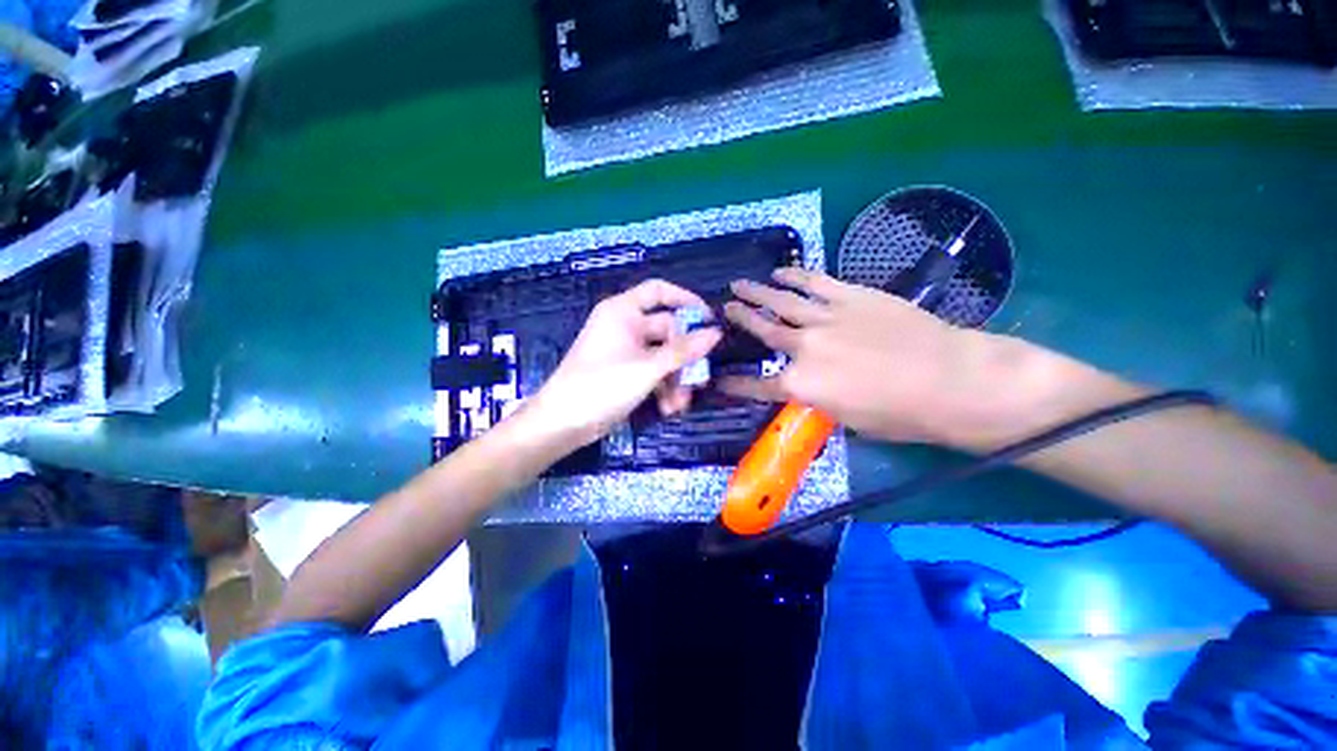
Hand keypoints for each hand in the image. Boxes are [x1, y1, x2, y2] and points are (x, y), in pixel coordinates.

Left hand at [523, 279, 721, 448]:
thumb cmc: (602, 385)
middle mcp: (625, 326)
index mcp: (623, 311)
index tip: (709, 319)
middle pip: (667, 331)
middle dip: (684, 358)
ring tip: (679, 404)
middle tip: (699, 379)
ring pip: (662, 356)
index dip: (685, 300)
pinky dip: (662, 387)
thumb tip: (716, 332)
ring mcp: (625, 351)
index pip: (659, 291)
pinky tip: (668, 409)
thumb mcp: (648, 368)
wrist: (562, 423)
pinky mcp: (625, 373)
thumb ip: (684, 350)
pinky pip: (652, 372)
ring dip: (675, 379)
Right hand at [720, 268, 1025, 447]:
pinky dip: (794, 275)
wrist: (949, 380)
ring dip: (757, 292)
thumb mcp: (847, 419)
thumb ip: (817, 398)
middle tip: (724, 308)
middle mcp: (804, 348)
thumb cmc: (899, 414)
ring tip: (739, 285)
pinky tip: (781, 271)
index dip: (734, 384)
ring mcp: (826, 318)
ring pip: (781, 301)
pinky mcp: (850, 296)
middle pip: (763, 330)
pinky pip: (814, 282)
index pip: (756, 386)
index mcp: (801, 385)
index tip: (718, 379)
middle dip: (740, 319)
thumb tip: (808, 386)